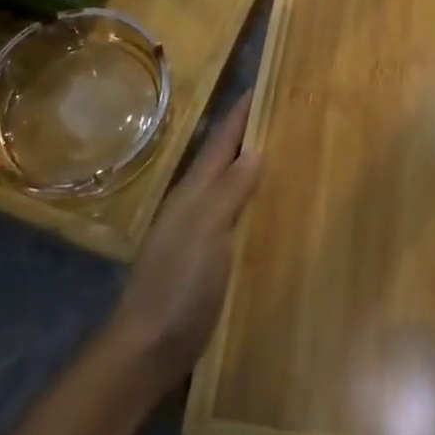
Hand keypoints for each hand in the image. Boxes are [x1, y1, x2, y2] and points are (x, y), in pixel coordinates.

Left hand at [108, 96, 261, 395]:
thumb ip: (229, 190)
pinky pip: (235, 218)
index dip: (242, 113)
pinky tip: (272, 211)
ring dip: (253, 168)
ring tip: (287, 154)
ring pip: (230, 188)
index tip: (265, 85)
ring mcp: (198, 233)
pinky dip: (253, 204)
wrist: (147, 349)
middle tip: (287, 115)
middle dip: (252, 135)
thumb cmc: (178, 284)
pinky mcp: (207, 260)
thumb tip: (255, 149)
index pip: (222, 141)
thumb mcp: (207, 231)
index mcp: (194, 191)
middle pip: (226, 160)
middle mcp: (195, 205)